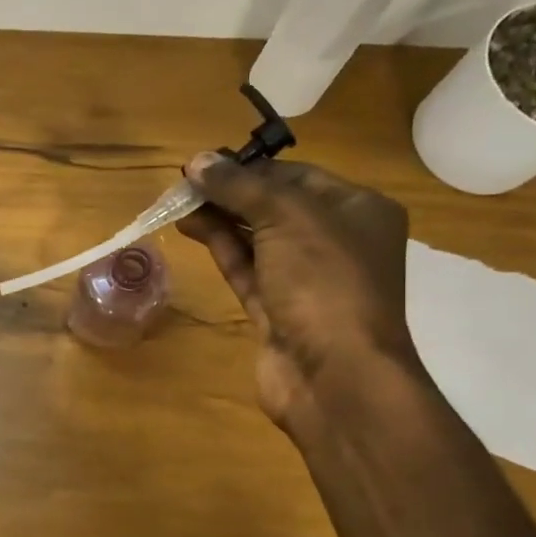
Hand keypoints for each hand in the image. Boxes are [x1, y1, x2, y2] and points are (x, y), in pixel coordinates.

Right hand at [178, 152, 421, 431]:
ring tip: (178, 202)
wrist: (335, 375)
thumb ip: (240, 186)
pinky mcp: (277, 310)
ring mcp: (305, 280)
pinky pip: (247, 269)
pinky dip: (220, 247)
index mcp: (358, 210)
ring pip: (257, 238)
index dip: (250, 168)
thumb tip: (198, 161)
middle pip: (275, 206)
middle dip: (230, 193)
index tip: (206, 163)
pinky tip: (190, 228)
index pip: (298, 176)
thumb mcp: (286, 217)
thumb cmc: (324, 281)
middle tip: (184, 183)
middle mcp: (336, 241)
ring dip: (219, 218)